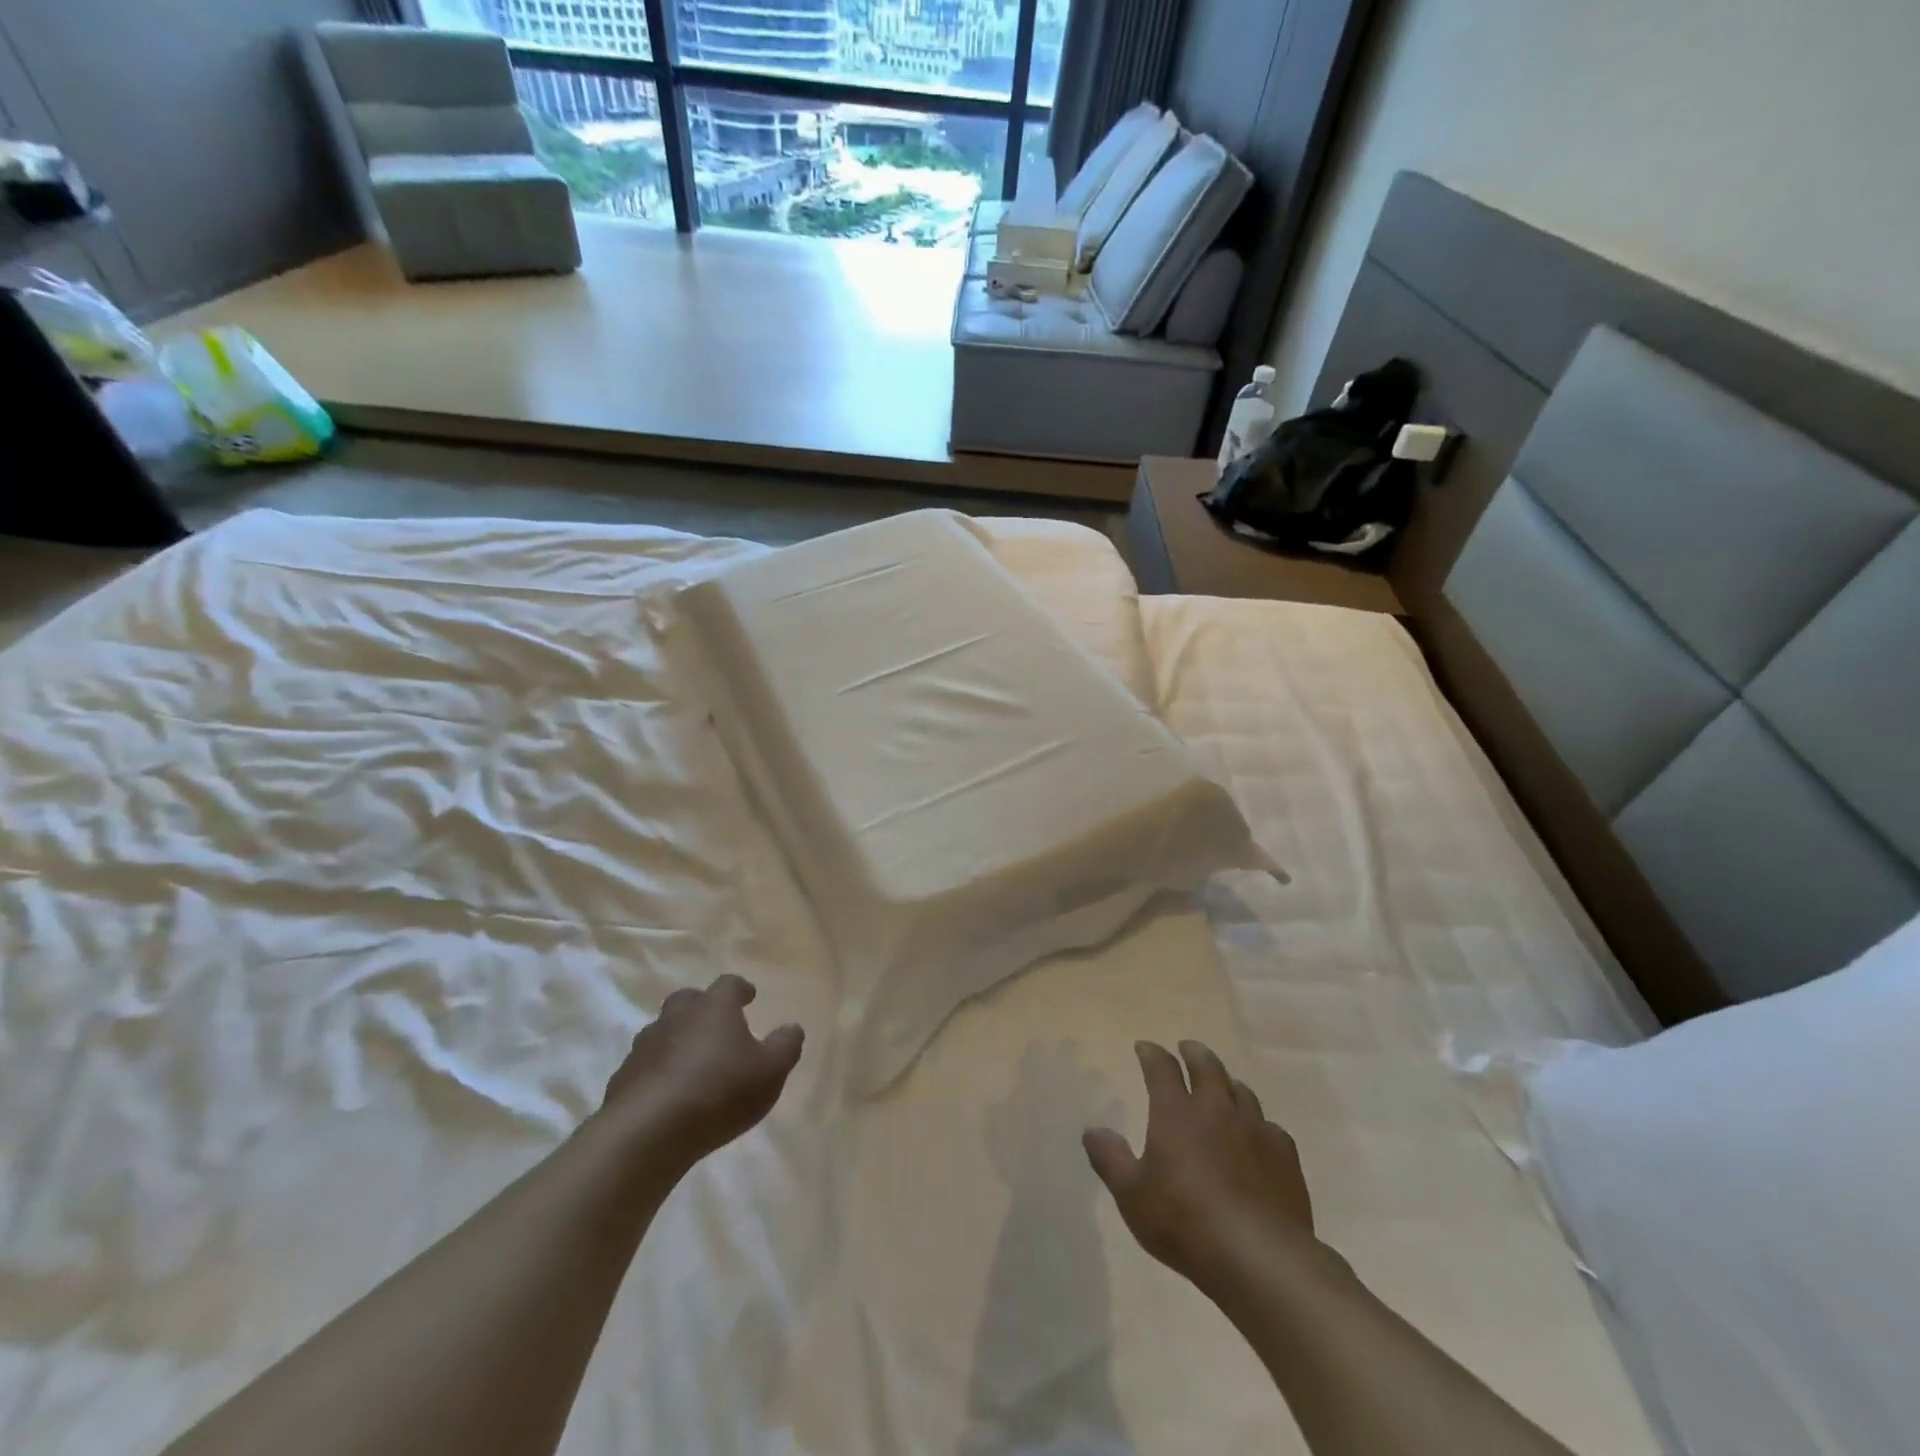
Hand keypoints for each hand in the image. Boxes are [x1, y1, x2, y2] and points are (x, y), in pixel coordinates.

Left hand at [599, 974, 803, 1168]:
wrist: (646, 1134)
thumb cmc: (719, 1092)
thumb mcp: (770, 1071)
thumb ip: (785, 1046)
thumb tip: (792, 1028)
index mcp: (714, 1008)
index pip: (728, 984)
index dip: (740, 989)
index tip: (749, 997)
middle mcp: (676, 1017)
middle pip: (687, 1000)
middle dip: (701, 1008)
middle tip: (716, 1025)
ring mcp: (645, 1047)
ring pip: (662, 1032)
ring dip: (676, 1041)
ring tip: (691, 1064)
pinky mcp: (622, 1079)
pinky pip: (644, 1067)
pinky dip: (656, 1073)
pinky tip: (667, 1095)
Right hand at [1084, 1040, 1315, 1292]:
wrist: (1259, 1256)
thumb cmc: (1185, 1221)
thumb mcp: (1132, 1195)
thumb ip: (1111, 1160)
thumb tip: (1092, 1131)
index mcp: (1176, 1112)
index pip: (1161, 1068)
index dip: (1152, 1054)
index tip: (1144, 1047)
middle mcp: (1216, 1109)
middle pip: (1207, 1067)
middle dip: (1194, 1054)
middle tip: (1188, 1048)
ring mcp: (1254, 1129)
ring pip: (1241, 1092)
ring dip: (1227, 1083)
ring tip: (1223, 1086)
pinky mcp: (1284, 1156)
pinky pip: (1270, 1127)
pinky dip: (1259, 1123)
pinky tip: (1258, 1134)